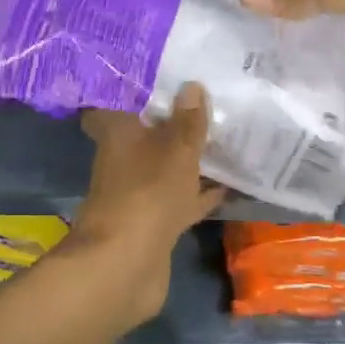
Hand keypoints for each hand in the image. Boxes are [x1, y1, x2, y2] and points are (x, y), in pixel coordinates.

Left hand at [74, 83, 225, 323]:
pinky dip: (199, 194)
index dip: (134, 91)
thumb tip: (192, 86)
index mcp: (118, 134)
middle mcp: (122, 160)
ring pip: (165, 168)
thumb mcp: (177, 149)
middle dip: (171, 124)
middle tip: (204, 105)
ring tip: (223, 140)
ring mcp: (137, 193)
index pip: (115, 103)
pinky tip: (229, 186)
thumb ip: (188, 121)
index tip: (160, 78)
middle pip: (146, 135)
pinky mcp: (153, 223)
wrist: (126, 264)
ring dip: (188, 159)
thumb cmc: (148, 191)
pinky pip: (180, 199)